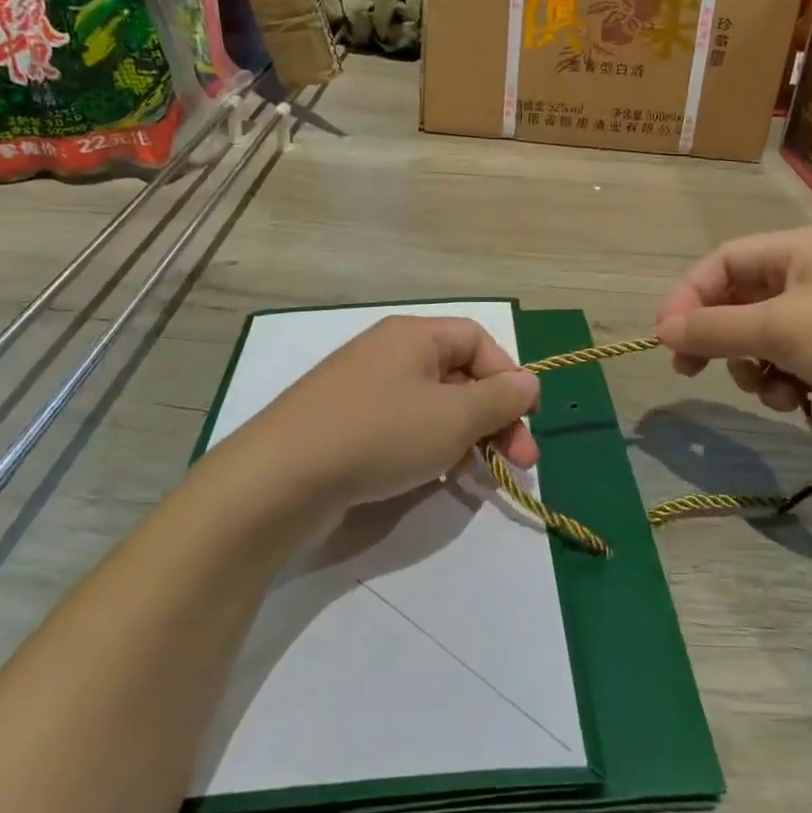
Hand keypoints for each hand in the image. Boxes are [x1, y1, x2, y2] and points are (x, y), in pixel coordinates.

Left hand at [226, 316, 540, 515]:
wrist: (282, 477)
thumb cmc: (380, 434)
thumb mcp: (453, 417)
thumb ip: (500, 399)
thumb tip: (529, 382)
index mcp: (415, 336)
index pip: (479, 340)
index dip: (509, 377)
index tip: (525, 421)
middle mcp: (388, 352)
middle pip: (458, 374)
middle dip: (493, 417)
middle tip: (519, 461)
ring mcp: (362, 388)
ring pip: (432, 405)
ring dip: (463, 436)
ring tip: (472, 474)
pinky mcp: (344, 423)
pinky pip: (401, 426)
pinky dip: (426, 447)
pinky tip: (431, 476)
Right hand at [654, 226, 811, 452]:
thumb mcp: (779, 329)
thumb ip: (714, 329)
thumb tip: (662, 329)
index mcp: (801, 248)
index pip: (724, 262)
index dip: (689, 296)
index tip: (665, 336)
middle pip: (743, 299)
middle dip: (720, 337)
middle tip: (691, 369)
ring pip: (766, 334)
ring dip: (753, 364)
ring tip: (766, 388)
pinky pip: (796, 358)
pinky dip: (785, 378)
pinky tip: (794, 400)